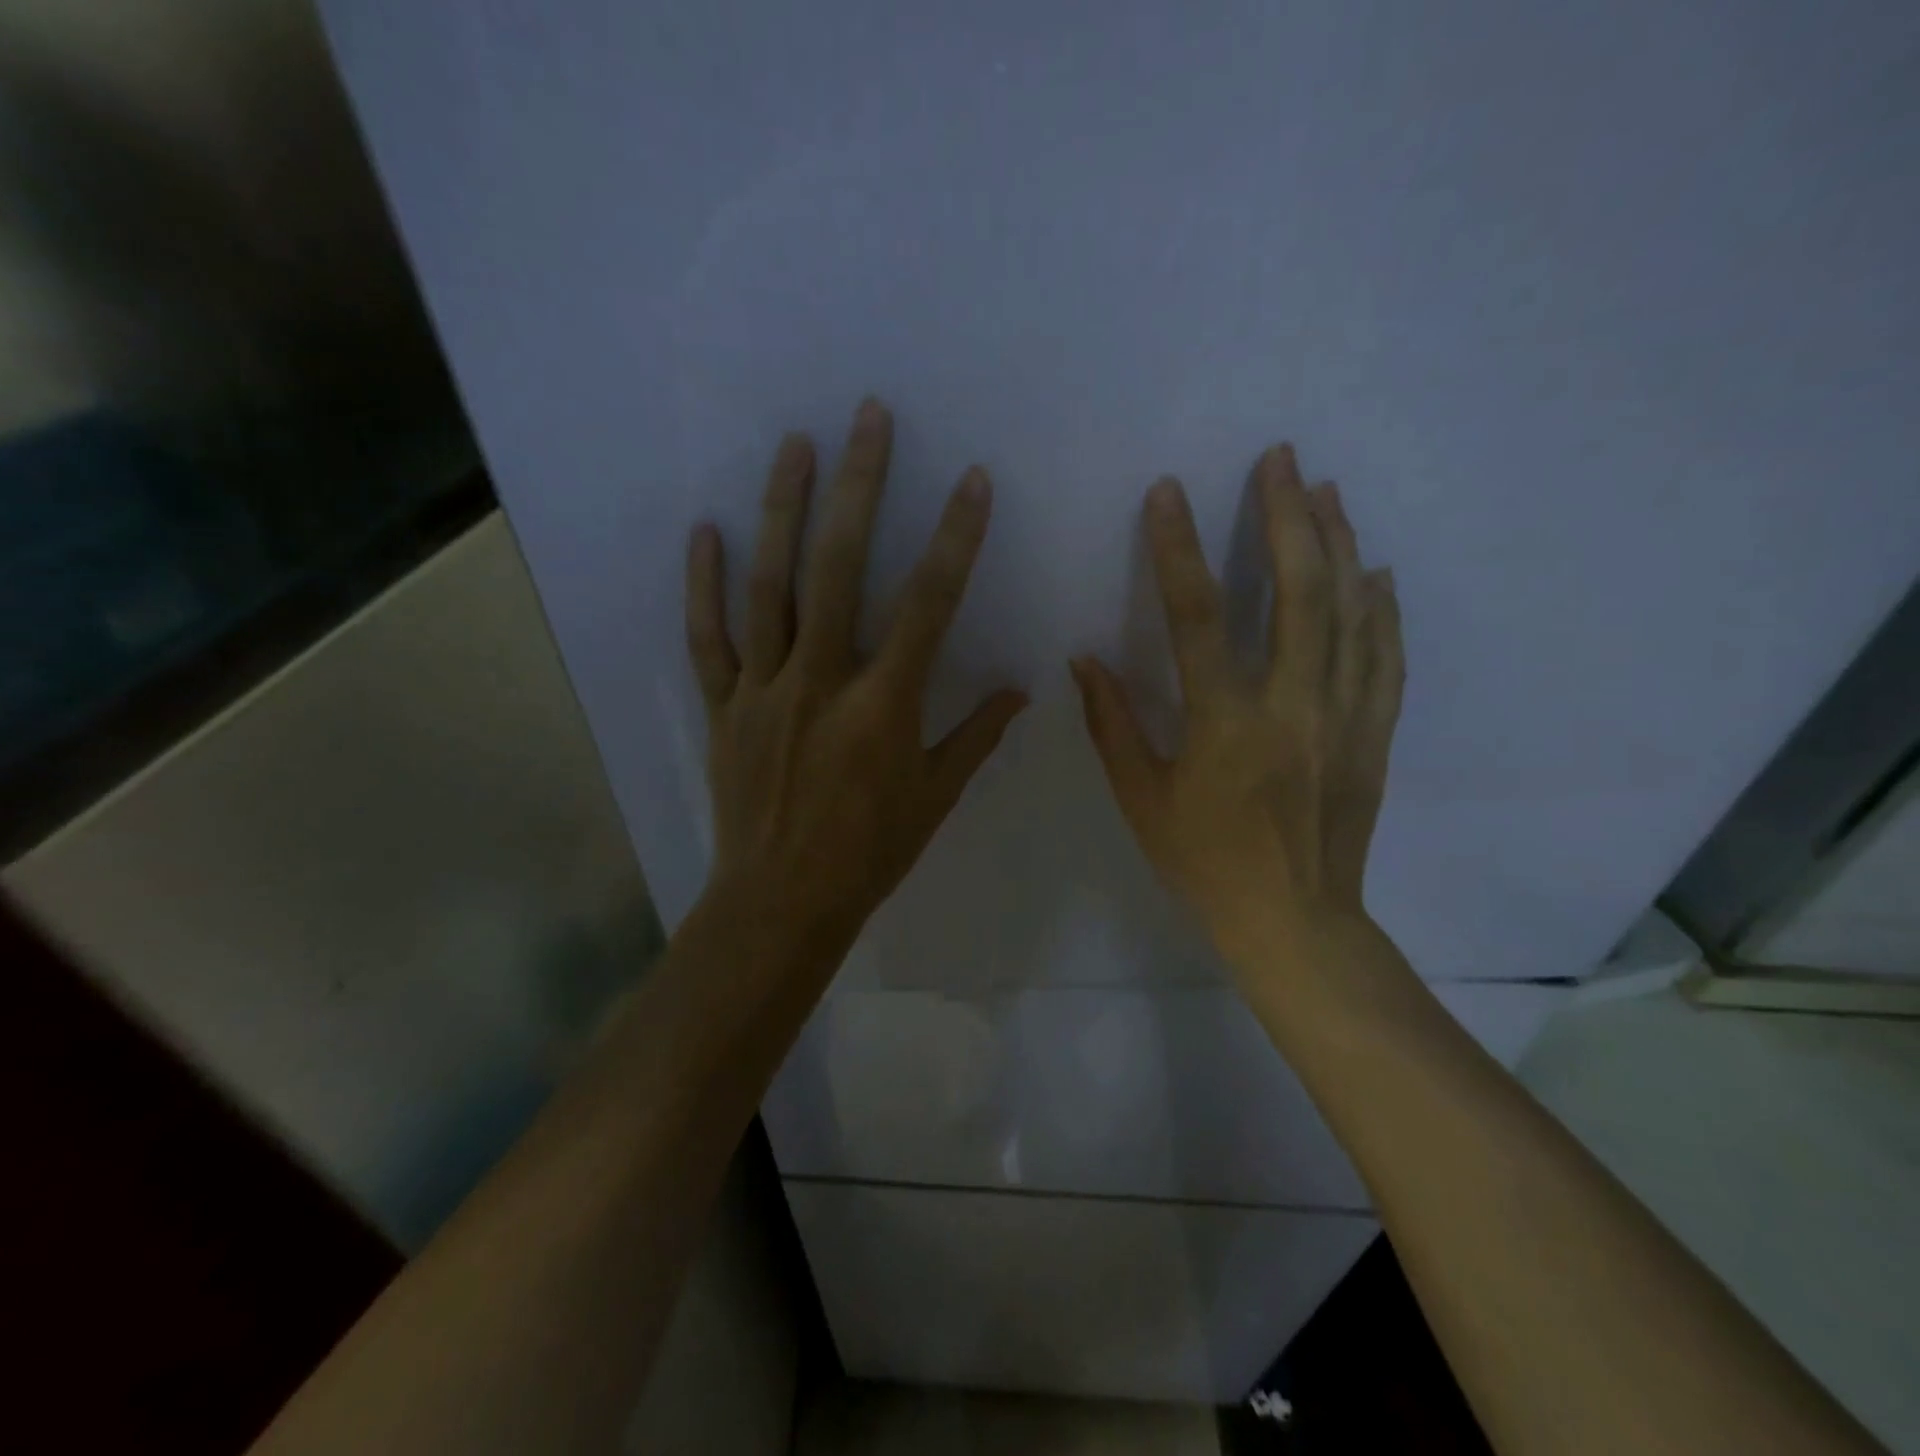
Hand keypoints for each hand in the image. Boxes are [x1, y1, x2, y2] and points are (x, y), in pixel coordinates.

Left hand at [685, 397, 1026, 952]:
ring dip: (783, 511)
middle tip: (868, 418)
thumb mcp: (935, 797)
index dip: (954, 539)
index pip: (928, 605)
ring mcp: (764, 689)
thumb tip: (1020, 689)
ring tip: (795, 445)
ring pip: (770, 587)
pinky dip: (703, 585)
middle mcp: (821, 682)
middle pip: (839, 569)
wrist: (782, 901)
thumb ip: (976, 736)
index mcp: (883, 705)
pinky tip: (705, 531)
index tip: (971, 481)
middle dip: (859, 488)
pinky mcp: (723, 706)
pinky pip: (709, 638)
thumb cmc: (869, 852)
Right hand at [1071, 444, 1403, 971]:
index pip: (1198, 618)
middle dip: (1287, 515)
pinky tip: (1375, 571)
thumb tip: (1084, 659)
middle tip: (1280, 458)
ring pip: (1351, 613)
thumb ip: (1112, 724)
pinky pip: (1385, 658)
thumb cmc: (1204, 863)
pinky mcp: (1374, 734)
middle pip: (1298, 592)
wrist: (1293, 920)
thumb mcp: (1141, 799)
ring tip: (1326, 490)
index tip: (1168, 492)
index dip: (1178, 549)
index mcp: (1226, 724)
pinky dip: (1382, 609)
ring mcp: (1345, 717)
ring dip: (1338, 544)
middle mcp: (1293, 706)